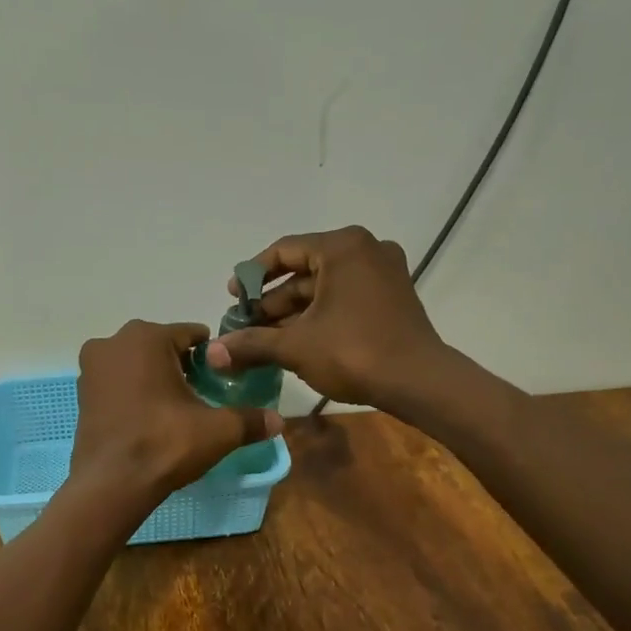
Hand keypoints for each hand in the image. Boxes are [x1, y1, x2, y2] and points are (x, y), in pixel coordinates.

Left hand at [69, 320, 282, 505]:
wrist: (111, 484)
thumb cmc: (164, 444)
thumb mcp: (217, 431)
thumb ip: (250, 420)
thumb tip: (279, 421)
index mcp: (146, 337)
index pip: (192, 334)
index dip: (211, 357)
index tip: (221, 381)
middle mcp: (113, 341)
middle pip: (162, 347)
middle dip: (182, 366)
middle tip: (199, 398)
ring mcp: (91, 367)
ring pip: (136, 364)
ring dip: (155, 379)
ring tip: (174, 412)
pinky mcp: (82, 393)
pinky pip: (117, 382)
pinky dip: (133, 393)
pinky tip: (147, 419)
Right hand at [207, 226, 450, 408]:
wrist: (419, 383)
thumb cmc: (353, 352)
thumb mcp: (295, 346)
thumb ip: (251, 344)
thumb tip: (212, 353)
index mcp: (342, 247)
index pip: (284, 250)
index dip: (252, 276)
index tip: (232, 299)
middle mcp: (365, 250)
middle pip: (303, 271)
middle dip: (271, 301)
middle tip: (245, 326)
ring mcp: (383, 273)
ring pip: (323, 288)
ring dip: (292, 313)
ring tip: (263, 340)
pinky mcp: (392, 297)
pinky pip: (343, 298)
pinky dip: (318, 316)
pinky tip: (295, 342)